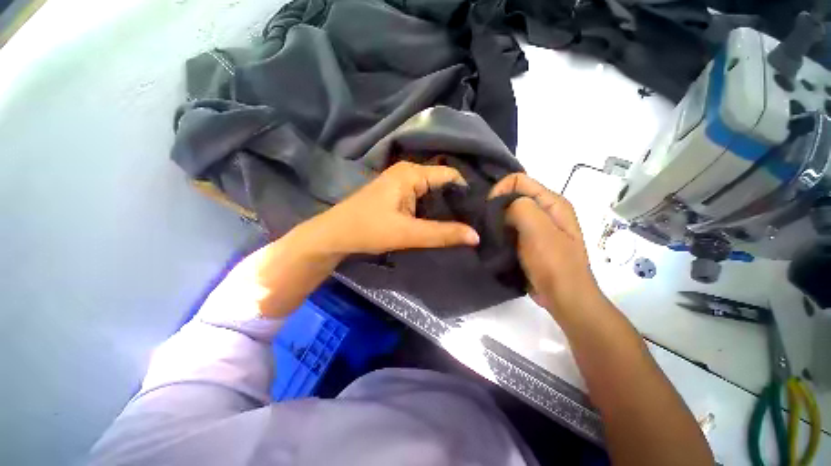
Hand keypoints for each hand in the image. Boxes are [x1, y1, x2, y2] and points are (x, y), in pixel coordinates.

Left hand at [303, 161, 479, 256]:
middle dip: (457, 201)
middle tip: (473, 221)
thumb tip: (476, 237)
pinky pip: (423, 198)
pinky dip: (433, 209)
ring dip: (445, 207)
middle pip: (443, 183)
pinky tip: (441, 222)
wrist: (335, 235)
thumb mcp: (407, 233)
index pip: (451, 175)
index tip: (479, 213)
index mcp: (412, 173)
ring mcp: (402, 183)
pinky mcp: (398, 194)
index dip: (466, 192)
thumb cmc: (368, 229)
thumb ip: (442, 234)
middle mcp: (409, 172)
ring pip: (433, 192)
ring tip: (462, 224)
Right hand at [490, 173, 602, 318]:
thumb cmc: (553, 263)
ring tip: (488, 233)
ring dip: (497, 221)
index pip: (518, 180)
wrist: (564, 297)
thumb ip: (519, 207)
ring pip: (510, 213)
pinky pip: (510, 228)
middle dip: (496, 206)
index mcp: (552, 202)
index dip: (500, 190)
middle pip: (513, 196)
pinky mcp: (530, 241)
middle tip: (485, 223)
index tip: (488, 210)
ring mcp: (538, 227)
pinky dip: (500, 232)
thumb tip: (501, 206)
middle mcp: (545, 210)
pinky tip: (494, 240)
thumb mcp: (538, 230)